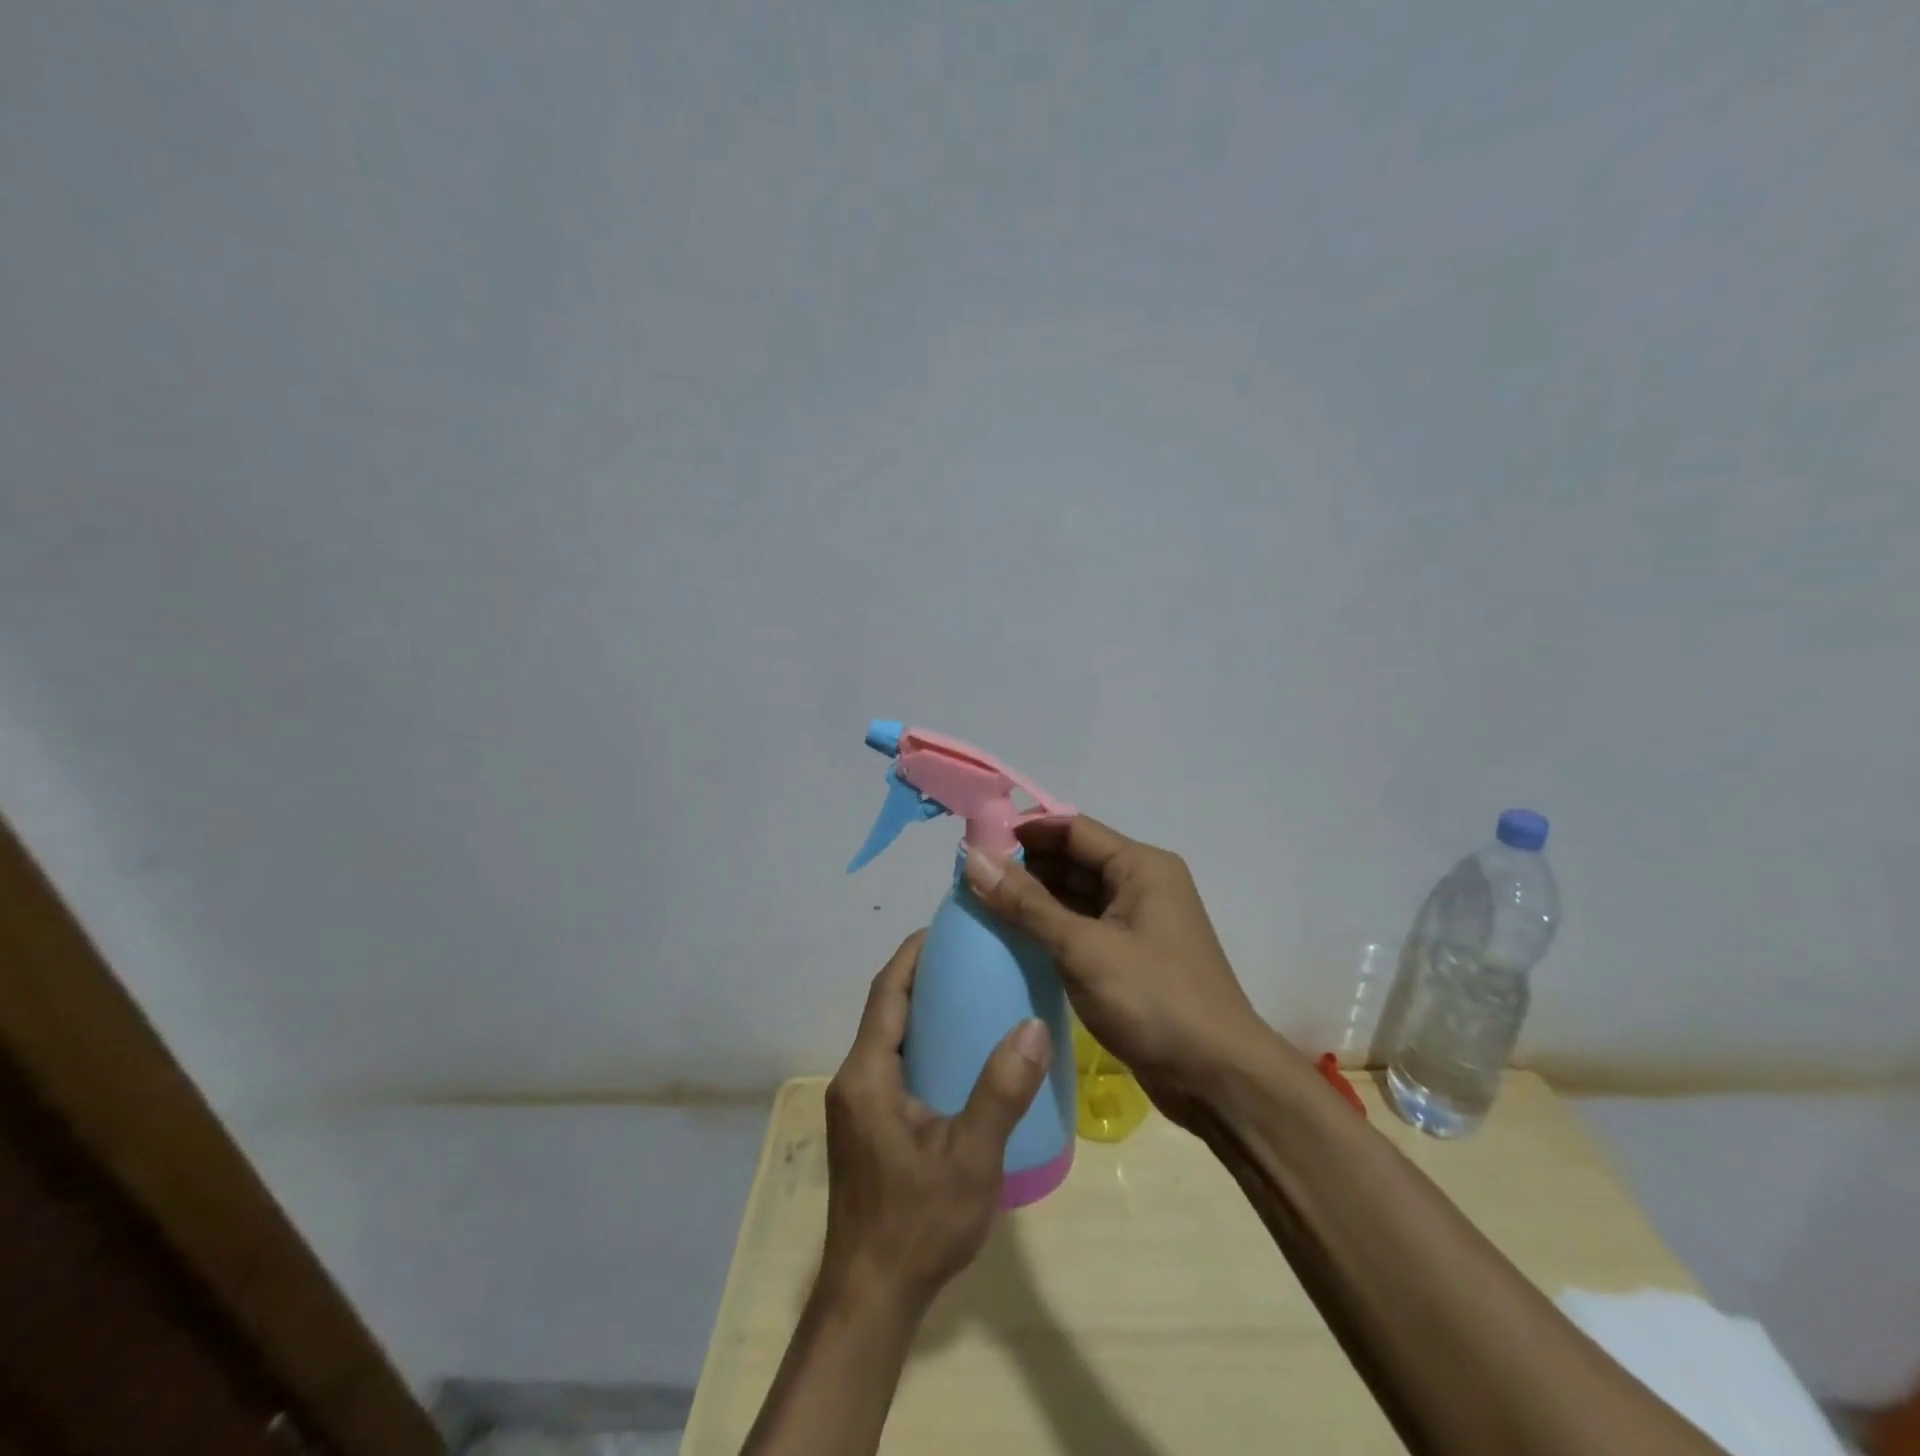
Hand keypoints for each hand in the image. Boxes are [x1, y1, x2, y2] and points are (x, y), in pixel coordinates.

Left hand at [820, 932, 1052, 1314]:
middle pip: (885, 1008)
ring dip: (920, 1007)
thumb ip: (1001, 1092)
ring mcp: (857, 1103)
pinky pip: (891, 1062)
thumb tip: (1034, 1026)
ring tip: (971, 992)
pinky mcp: (866, 1124)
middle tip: (971, 955)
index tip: (948, 926)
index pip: (886, 992)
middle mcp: (854, 1079)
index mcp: (868, 1074)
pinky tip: (957, 1052)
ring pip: (887, 1036)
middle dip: (920, 974)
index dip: (913, 953)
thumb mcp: (971, 1158)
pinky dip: (920, 1040)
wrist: (872, 1298)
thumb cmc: (918, 1224)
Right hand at [963, 816, 1284, 1128]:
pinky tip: (1011, 938)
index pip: (1072, 829)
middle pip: (1073, 860)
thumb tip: (973, 859)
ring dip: (1033, 899)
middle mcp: (1141, 885)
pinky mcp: (1130, 958)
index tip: (975, 843)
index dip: (1024, 831)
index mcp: (1141, 867)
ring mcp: (1137, 924)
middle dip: (1024, 866)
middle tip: (969, 878)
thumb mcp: (1083, 948)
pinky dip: (1049, 929)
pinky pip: (1082, 929)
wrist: (1218, 1079)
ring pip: (1075, 897)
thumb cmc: (1154, 1000)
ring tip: (979, 904)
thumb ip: (1026, 903)